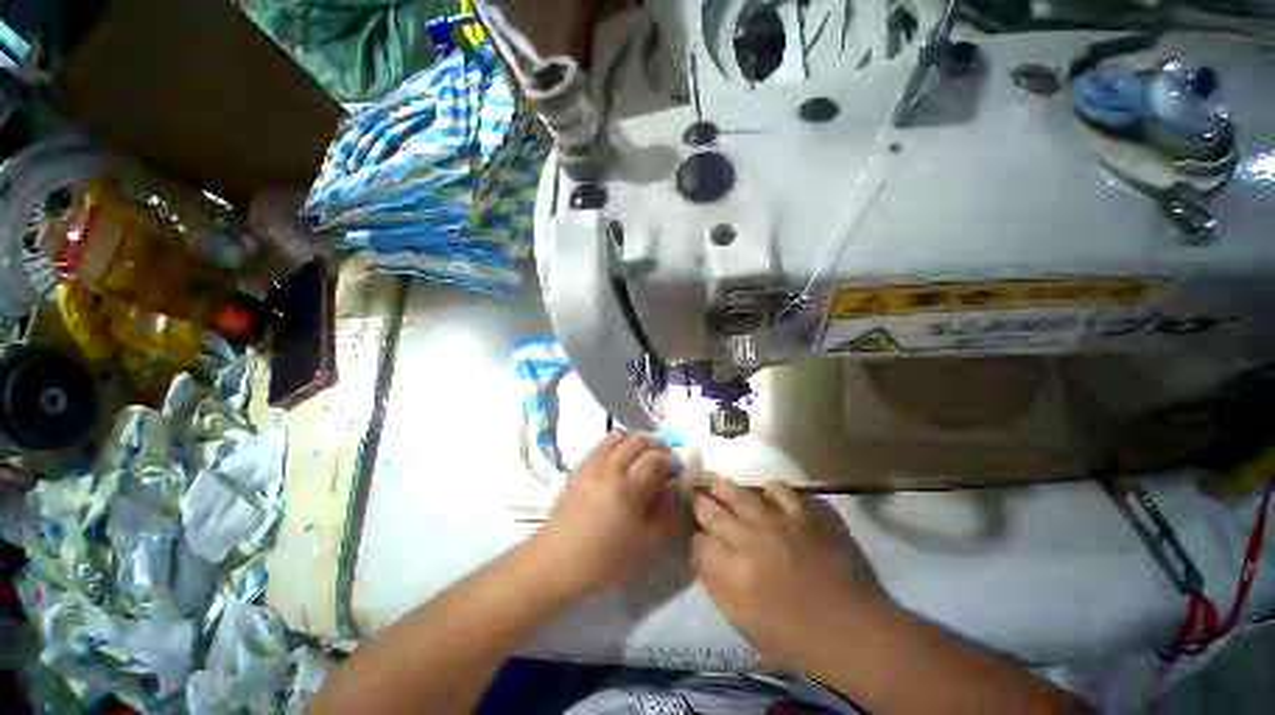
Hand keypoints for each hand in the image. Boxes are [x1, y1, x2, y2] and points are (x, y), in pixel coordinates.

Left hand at [530, 430, 675, 601]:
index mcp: (626, 489)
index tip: (674, 470)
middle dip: (655, 444)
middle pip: (638, 439)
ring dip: (635, 439)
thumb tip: (672, 491)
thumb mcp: (641, 543)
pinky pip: (602, 443)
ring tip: (642, 454)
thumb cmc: (601, 560)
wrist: (554, 561)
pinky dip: (618, 444)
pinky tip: (620, 461)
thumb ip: (661, 513)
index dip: (668, 460)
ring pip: (618, 434)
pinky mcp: (579, 465)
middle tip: (662, 458)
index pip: (655, 458)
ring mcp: (591, 463)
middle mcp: (609, 468)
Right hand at [691, 477, 881, 669]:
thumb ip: (715, 583)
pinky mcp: (802, 513)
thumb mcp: (742, 622)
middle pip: (708, 508)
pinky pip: (776, 488)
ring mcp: (775, 520)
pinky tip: (766, 499)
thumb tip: (702, 553)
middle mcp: (747, 537)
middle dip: (697, 502)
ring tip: (712, 482)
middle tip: (692, 494)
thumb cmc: (794, 637)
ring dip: (719, 487)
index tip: (698, 539)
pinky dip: (767, 491)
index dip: (694, 539)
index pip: (696, 541)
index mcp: (730, 571)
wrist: (852, 630)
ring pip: (734, 491)